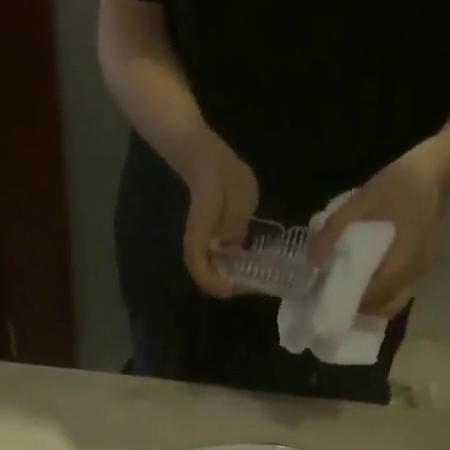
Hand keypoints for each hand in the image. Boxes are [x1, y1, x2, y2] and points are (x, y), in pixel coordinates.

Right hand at [179, 130, 259, 297]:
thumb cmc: (223, 177)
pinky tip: (248, 265)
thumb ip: (235, 222)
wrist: (209, 161)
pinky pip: (218, 263)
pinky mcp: (212, 241)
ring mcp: (204, 244)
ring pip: (211, 272)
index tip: (234, 288)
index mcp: (200, 235)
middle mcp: (198, 245)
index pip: (199, 269)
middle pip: (205, 277)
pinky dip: (231, 269)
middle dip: (226, 286)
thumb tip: (233, 246)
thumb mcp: (237, 196)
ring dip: (229, 279)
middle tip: (249, 285)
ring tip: (251, 278)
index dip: (215, 284)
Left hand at [310, 146, 444, 317]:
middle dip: (358, 307)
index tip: (328, 299)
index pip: (371, 300)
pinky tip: (365, 278)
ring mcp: (417, 273)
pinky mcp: (418, 266)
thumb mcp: (360, 202)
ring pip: (391, 301)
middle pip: (382, 307)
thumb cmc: (398, 186)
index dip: (349, 304)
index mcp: (398, 267)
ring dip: (370, 301)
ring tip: (348, 289)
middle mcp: (410, 277)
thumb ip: (334, 230)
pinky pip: (398, 290)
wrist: (434, 169)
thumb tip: (314, 262)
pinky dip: (381, 292)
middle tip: (335, 296)